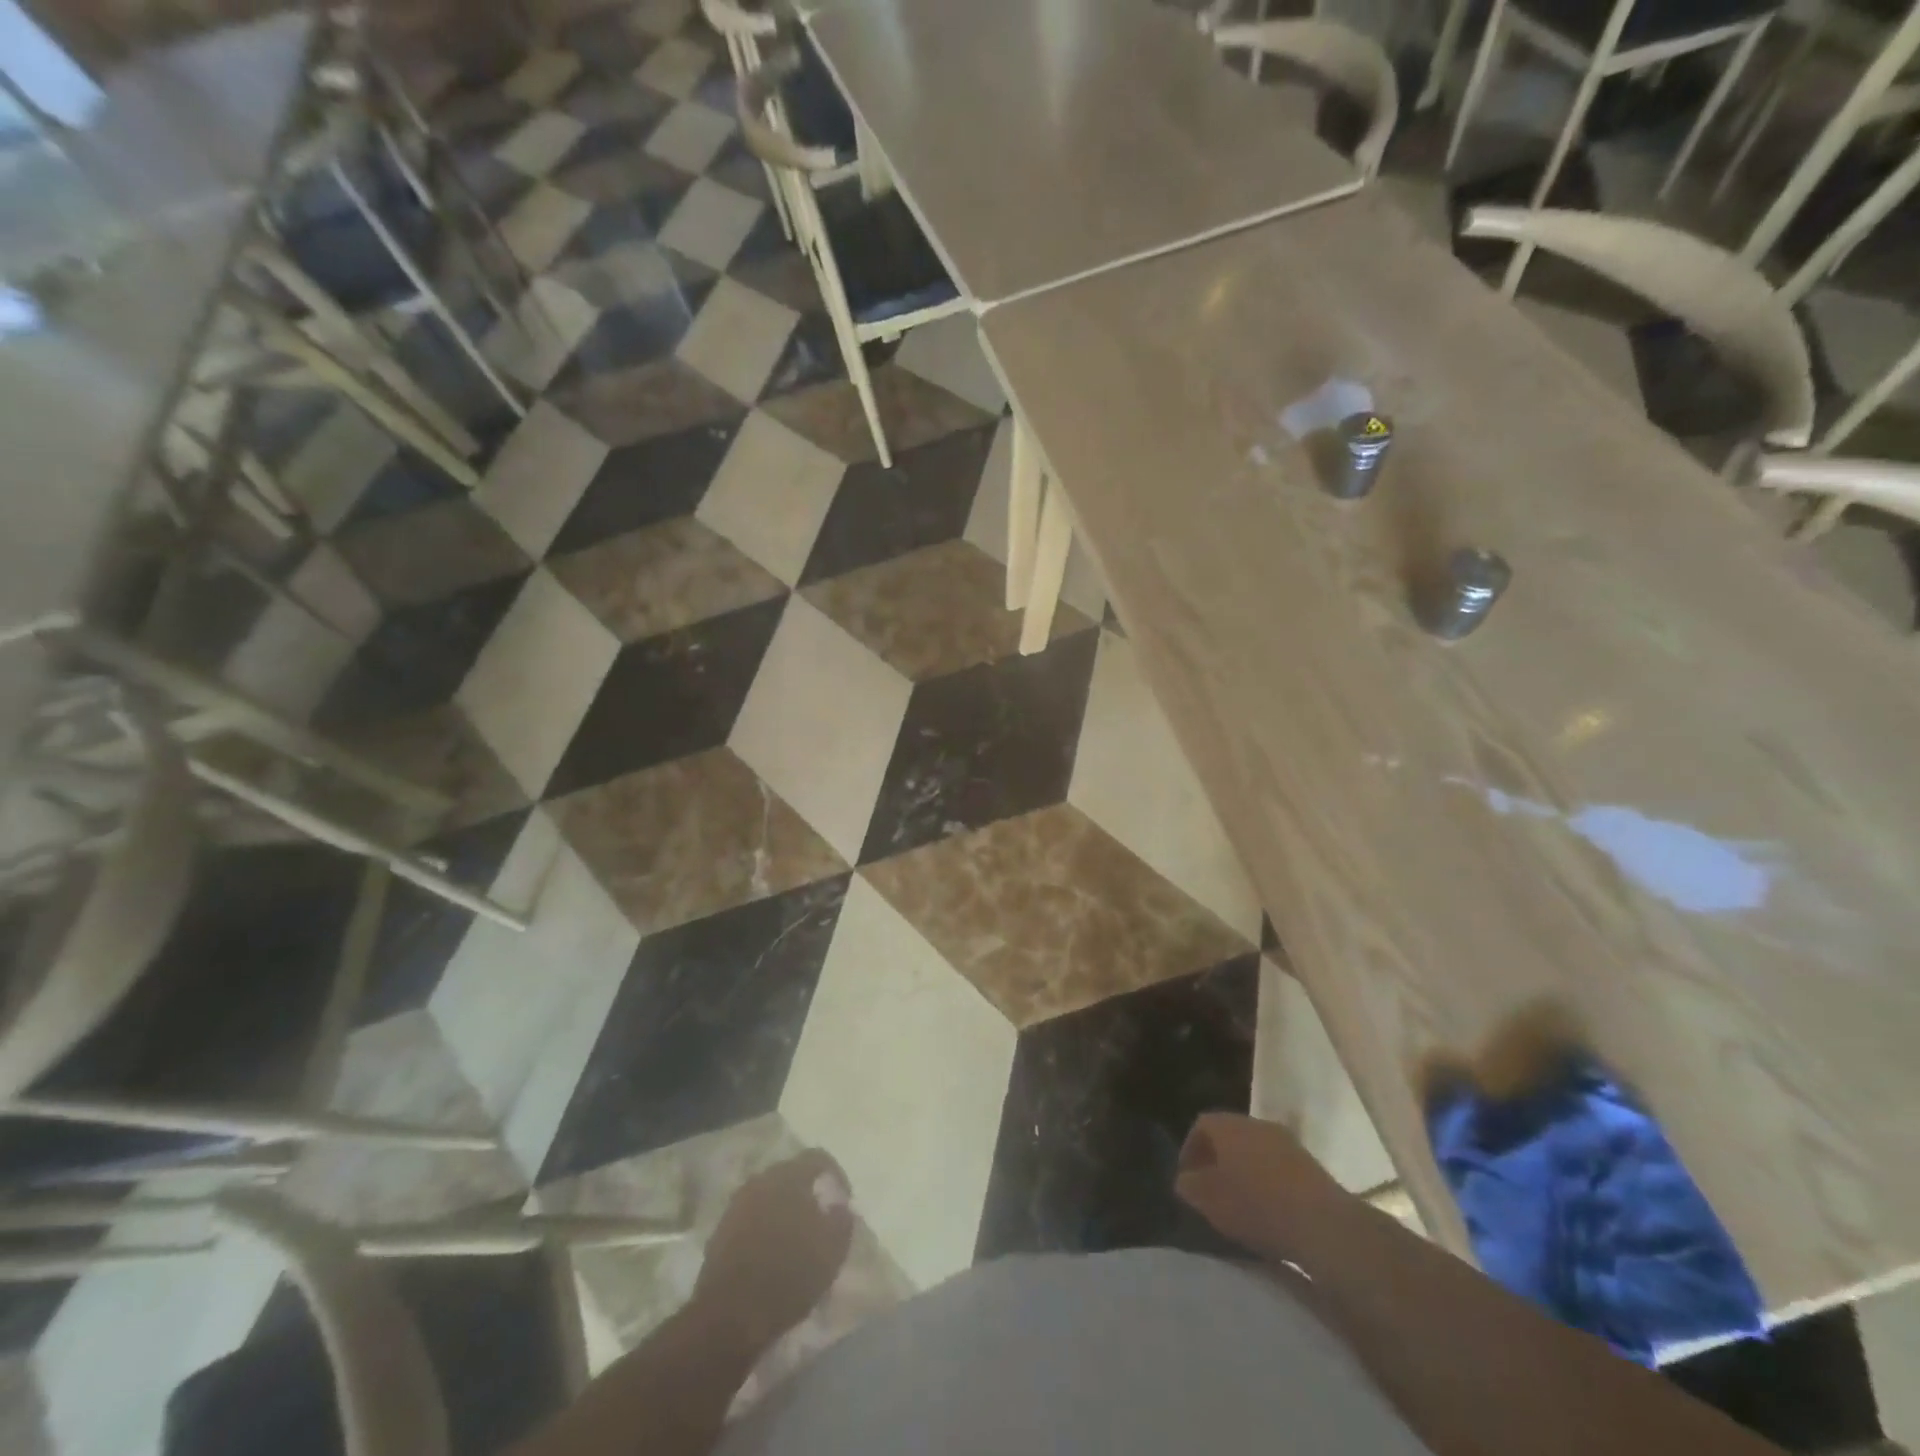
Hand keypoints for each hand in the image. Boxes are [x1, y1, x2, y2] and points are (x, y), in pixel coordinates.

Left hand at [693, 1150, 853, 1351]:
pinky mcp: (720, 1230)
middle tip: (819, 1219)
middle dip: (807, 1192)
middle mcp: (761, 1180)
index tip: (844, 1202)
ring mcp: (737, 1204)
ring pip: (769, 1196)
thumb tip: (841, 1205)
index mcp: (789, 1177)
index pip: (818, 1158)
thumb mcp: (832, 1252)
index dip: (836, 1175)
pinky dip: (764, 1226)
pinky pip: (751, 1216)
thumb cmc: (788, 1277)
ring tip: (795, 1238)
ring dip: (784, 1209)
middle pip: (791, 1174)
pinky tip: (771, 1253)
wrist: (729, 1317)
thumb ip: (842, 1220)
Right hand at [1174, 1113, 1345, 1259]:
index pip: (1200, 1126)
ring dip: (1245, 1169)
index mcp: (1228, 1125)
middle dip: (1218, 1159)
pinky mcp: (1310, 1163)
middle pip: (1229, 1135)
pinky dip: (1268, 1180)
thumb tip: (1185, 1179)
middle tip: (1212, 1188)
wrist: (1322, 1223)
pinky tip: (1270, 1208)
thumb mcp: (1210, 1202)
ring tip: (1241, 1201)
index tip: (1188, 1178)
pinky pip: (1278, 1165)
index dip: (1190, 1150)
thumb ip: (1190, 1186)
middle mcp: (1255, 1123)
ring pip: (1255, 1149)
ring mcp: (1286, 1141)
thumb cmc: (1256, 1206)